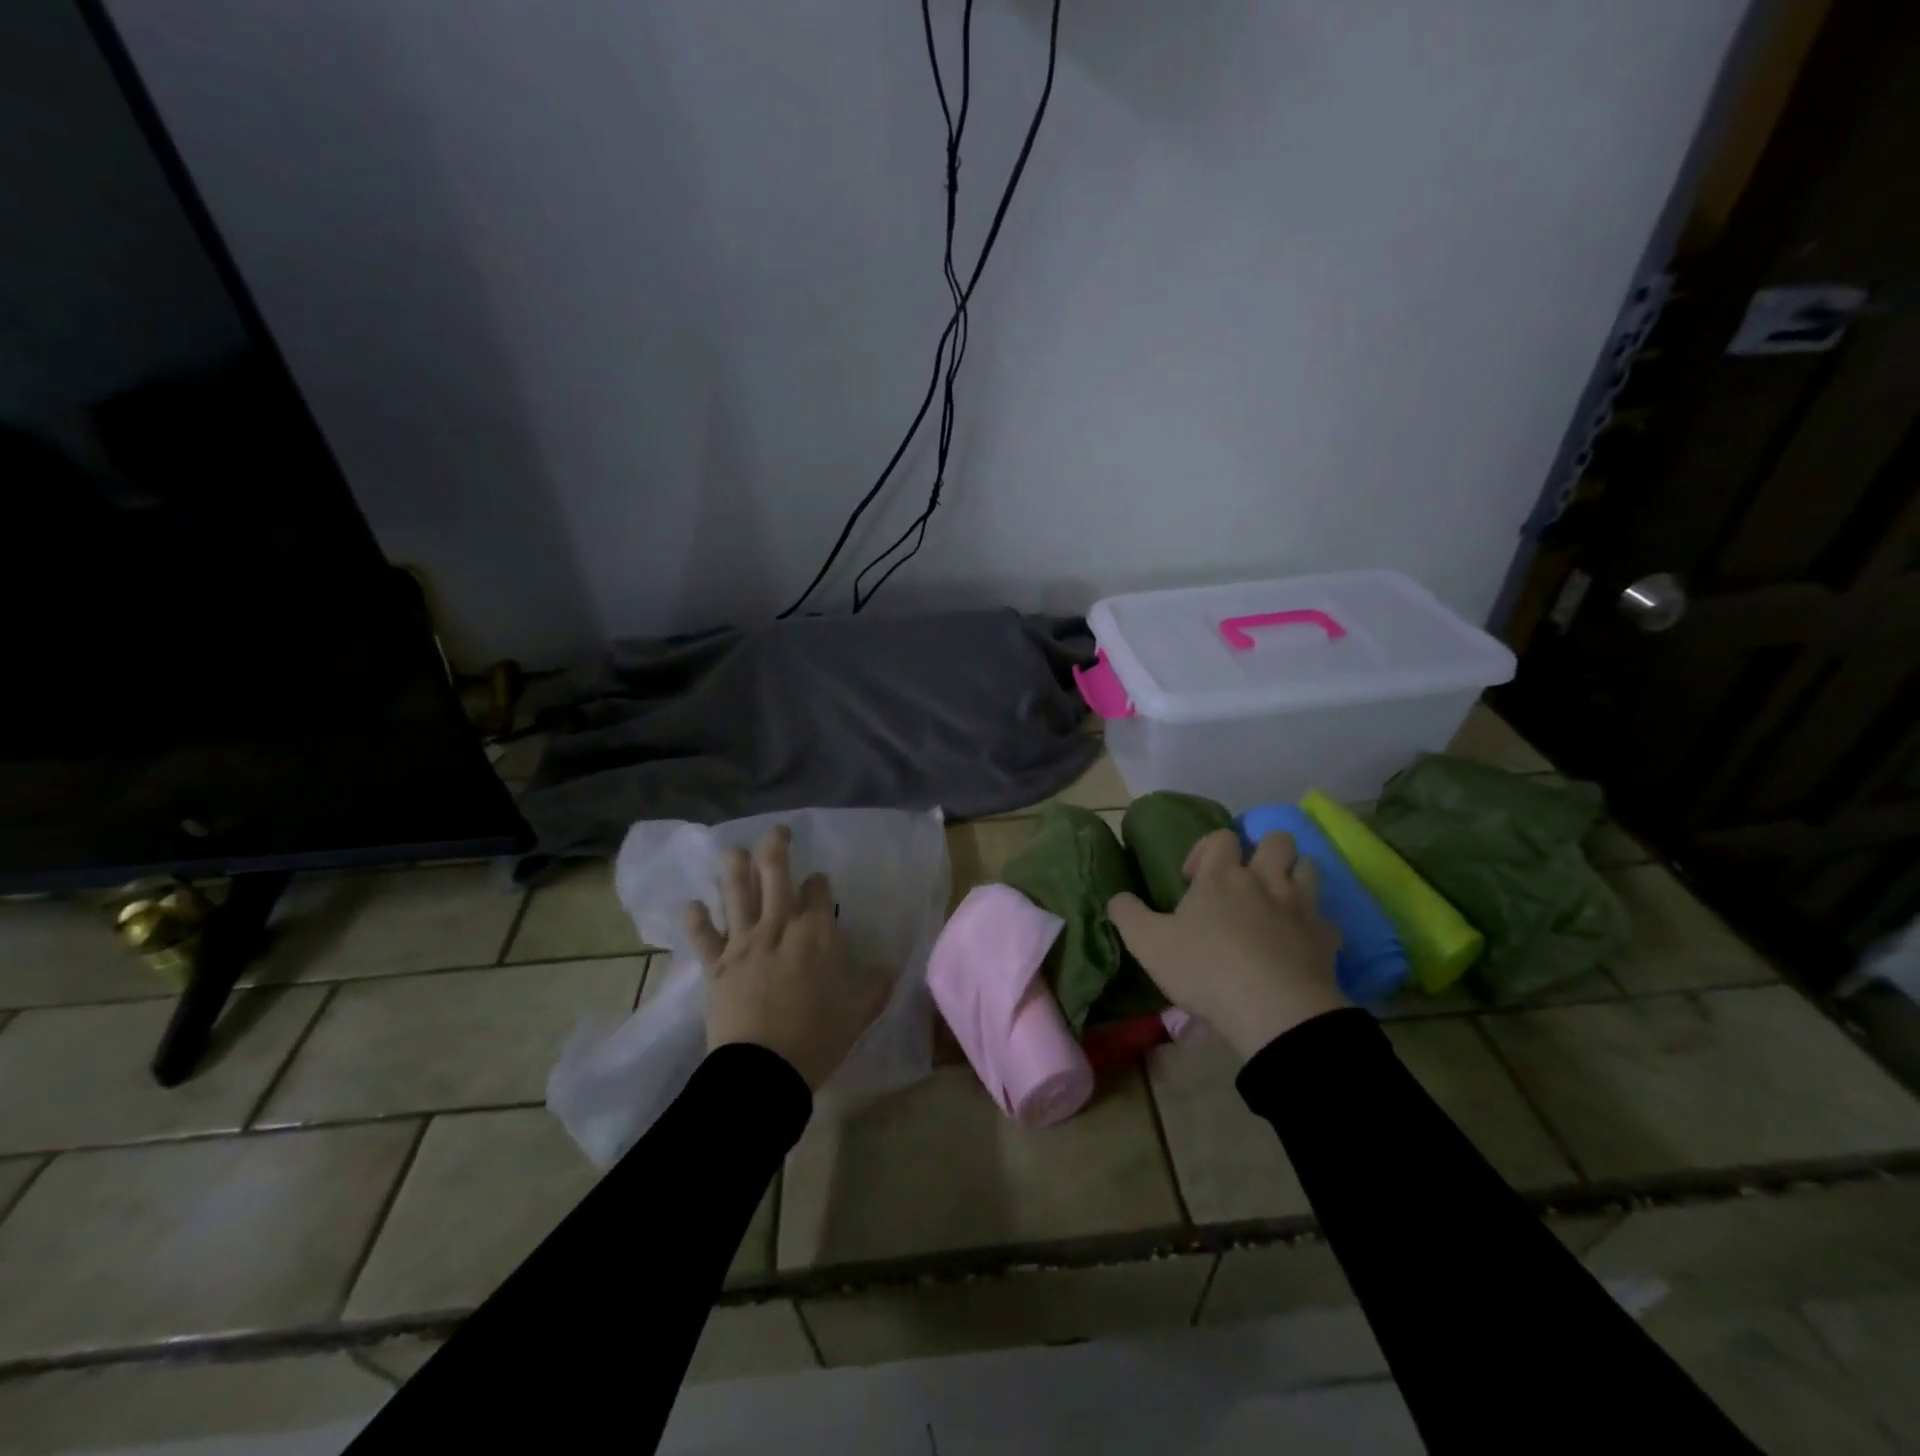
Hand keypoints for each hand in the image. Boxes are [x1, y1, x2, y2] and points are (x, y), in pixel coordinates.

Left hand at [686, 827, 888, 1091]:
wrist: (764, 1069)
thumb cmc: (818, 1037)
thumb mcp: (860, 1011)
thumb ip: (876, 985)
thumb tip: (890, 970)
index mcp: (816, 932)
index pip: (818, 890)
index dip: (819, 883)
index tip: (819, 884)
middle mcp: (778, 925)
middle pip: (774, 873)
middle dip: (776, 847)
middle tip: (778, 833)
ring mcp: (743, 942)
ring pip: (736, 892)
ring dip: (735, 867)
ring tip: (734, 851)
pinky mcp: (715, 965)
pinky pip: (702, 935)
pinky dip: (696, 918)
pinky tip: (693, 904)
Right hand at [1108, 829, 1346, 1060]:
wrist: (1275, 1011)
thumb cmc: (1206, 969)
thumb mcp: (1148, 944)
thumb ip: (1127, 915)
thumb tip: (1118, 898)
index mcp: (1222, 876)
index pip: (1220, 838)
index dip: (1205, 850)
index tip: (1192, 881)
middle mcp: (1265, 881)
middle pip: (1277, 840)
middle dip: (1263, 851)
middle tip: (1245, 881)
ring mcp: (1302, 908)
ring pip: (1309, 868)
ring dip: (1294, 877)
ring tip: (1275, 902)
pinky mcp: (1327, 939)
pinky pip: (1326, 919)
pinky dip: (1314, 924)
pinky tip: (1299, 943)